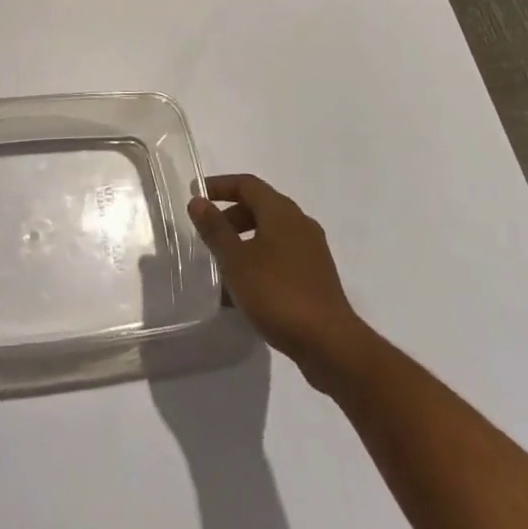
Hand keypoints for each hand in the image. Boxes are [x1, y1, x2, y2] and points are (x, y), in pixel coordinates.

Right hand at [189, 173, 365, 387]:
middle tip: (208, 233)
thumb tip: (198, 201)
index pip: (246, 184)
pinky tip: (247, 286)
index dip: (219, 186)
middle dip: (231, 215)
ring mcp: (312, 250)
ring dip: (245, 239)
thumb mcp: (236, 261)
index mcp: (281, 211)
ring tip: (223, 262)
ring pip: (271, 232)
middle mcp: (300, 222)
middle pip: (260, 206)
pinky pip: (282, 254)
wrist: (330, 344)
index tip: (197, 195)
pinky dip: (261, 258)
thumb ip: (215, 229)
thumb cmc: (277, 294)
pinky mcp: (317, 275)